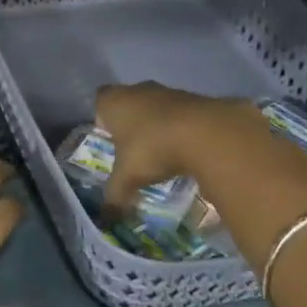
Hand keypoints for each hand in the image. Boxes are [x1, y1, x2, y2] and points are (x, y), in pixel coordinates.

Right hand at [94, 81, 262, 216]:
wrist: (207, 133)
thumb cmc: (152, 148)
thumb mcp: (128, 177)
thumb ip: (115, 194)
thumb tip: (108, 216)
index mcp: (115, 101)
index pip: (100, 102)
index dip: (103, 118)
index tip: (109, 138)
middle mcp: (140, 90)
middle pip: (130, 102)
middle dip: (132, 123)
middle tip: (134, 150)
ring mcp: (171, 92)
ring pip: (158, 107)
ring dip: (159, 125)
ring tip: (164, 154)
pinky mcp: (198, 99)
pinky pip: (184, 114)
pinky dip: (184, 129)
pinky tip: (189, 150)